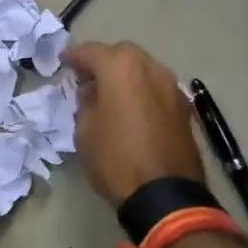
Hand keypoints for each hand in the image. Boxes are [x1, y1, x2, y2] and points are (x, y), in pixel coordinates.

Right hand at [63, 41, 205, 206]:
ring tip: (111, 93)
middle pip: (122, 53)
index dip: (74, 56)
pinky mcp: (183, 107)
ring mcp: (171, 86)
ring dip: (126, 75)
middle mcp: (150, 68)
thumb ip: (86, 102)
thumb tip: (92, 91)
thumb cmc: (116, 159)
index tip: (64, 62)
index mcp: (121, 68)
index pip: (91, 51)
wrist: (165, 195)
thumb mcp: (85, 131)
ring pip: (143, 68)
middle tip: (88, 78)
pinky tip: (133, 108)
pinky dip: (142, 90)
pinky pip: (157, 87)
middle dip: (103, 61)